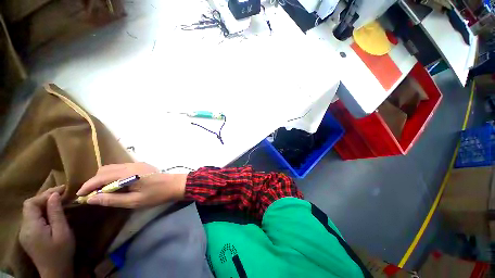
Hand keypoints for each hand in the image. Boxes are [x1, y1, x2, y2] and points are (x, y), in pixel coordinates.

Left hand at [19, 185, 74, 277]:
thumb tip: (54, 195)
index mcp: (31, 227)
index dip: (44, 195)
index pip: (31, 204)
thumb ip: (56, 213)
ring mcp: (25, 232)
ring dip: (43, 204)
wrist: (55, 272)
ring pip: (31, 212)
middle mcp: (24, 228)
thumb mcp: (62, 232)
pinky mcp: (28, 236)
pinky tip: (51, 213)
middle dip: (44, 197)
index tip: (61, 190)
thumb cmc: (61, 252)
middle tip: (62, 193)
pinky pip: (33, 218)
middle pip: (29, 206)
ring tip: (58, 201)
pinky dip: (42, 212)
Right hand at [76, 162, 187, 207]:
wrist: (175, 185)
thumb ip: (112, 199)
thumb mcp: (134, 201)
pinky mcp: (140, 165)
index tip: (79, 195)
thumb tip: (91, 199)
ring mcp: (136, 164)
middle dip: (94, 181)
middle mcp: (130, 165)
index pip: (101, 177)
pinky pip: (120, 168)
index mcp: (128, 173)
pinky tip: (114, 185)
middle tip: (91, 195)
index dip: (88, 186)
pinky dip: (112, 175)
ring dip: (103, 178)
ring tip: (101, 191)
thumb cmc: (156, 195)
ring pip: (112, 168)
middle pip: (105, 170)